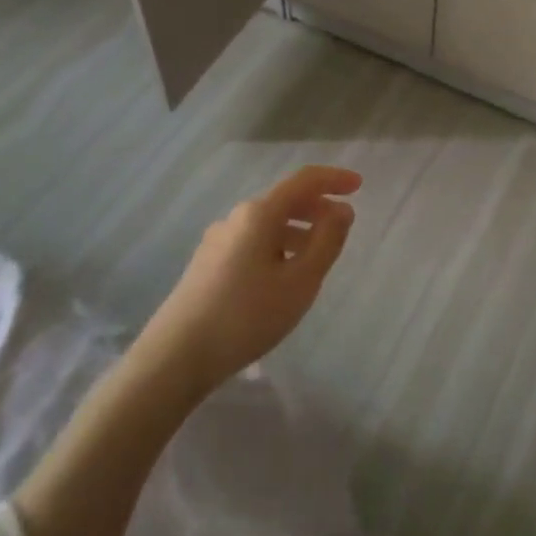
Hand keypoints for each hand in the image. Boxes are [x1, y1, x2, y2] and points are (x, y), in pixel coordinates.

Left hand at [144, 165, 361, 392]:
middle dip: (317, 207)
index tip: (359, 186)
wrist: (175, 357)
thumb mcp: (301, 281)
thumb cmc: (247, 315)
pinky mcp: (207, 263)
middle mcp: (236, 218)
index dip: (334, 179)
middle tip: (343, 226)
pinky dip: (277, 246)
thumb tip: (342, 210)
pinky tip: (282, 277)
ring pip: (268, 224)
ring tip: (316, 258)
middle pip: (284, 200)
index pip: (304, 181)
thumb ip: (327, 241)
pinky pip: (252, 241)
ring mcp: (217, 240)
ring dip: (298, 230)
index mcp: (260, 214)